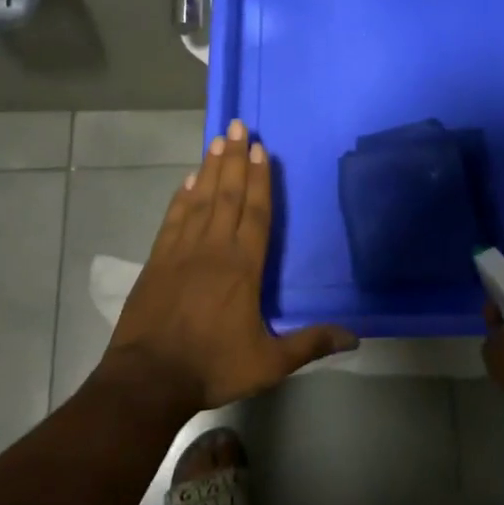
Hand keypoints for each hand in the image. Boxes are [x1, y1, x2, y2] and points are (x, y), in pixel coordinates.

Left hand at [102, 121, 358, 414]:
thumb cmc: (212, 366)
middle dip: (235, 158)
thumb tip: (355, 338)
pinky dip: (181, 196)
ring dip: (210, 168)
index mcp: (243, 267)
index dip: (260, 180)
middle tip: (239, 125)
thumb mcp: (269, 362)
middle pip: (227, 194)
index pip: (255, 213)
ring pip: (200, 199)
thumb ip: (310, 344)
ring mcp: (181, 251)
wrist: (148, 380)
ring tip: (217, 140)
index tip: (262, 149)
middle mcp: (214, 248)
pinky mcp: (157, 260)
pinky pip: (173, 218)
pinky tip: (188, 180)